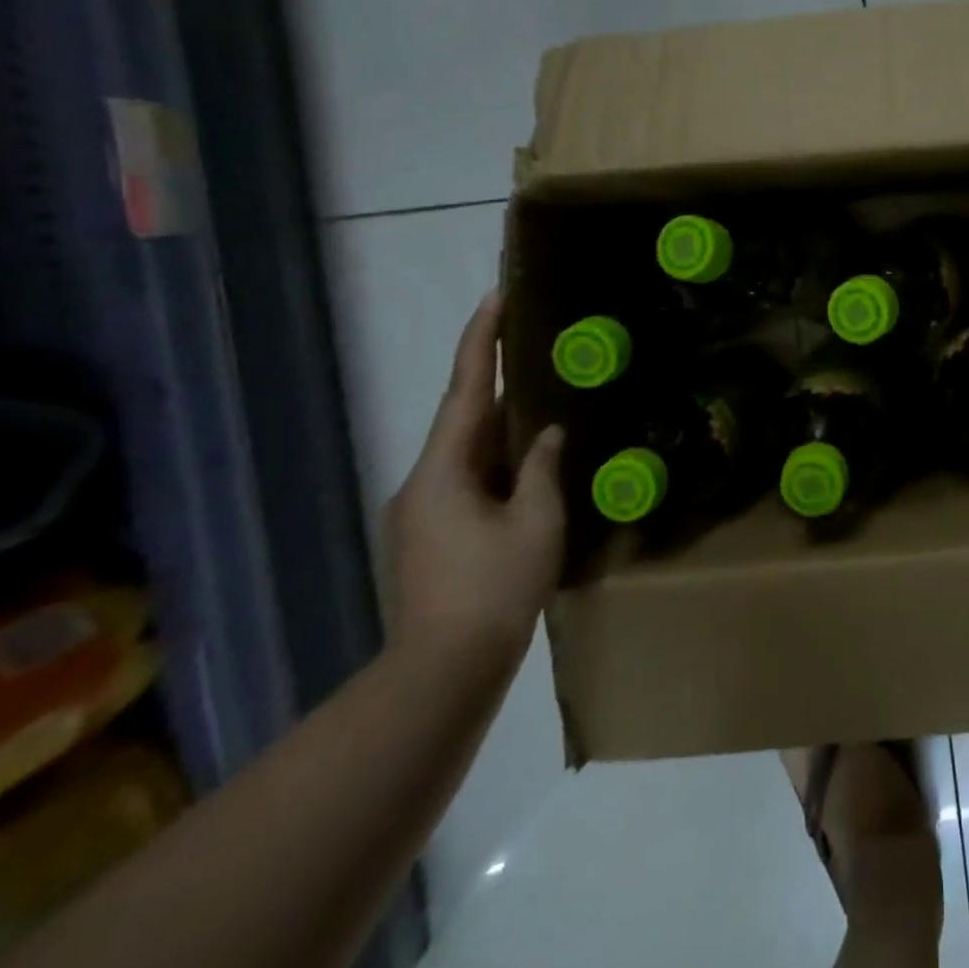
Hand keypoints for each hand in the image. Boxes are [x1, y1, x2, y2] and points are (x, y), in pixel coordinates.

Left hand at [384, 291, 564, 669]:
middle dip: (497, 381)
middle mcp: (423, 482)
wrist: (444, 671)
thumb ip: (542, 468)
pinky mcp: (431, 537)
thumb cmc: (495, 588)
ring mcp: (422, 512)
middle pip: (463, 418)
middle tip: (535, 347)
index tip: (495, 296)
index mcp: (443, 470)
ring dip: (502, 427)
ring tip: (544, 404)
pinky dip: (498, 462)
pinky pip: (469, 481)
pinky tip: (529, 467)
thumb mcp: (536, 521)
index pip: (464, 390)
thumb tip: (546, 435)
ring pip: (467, 452)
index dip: (481, 341)